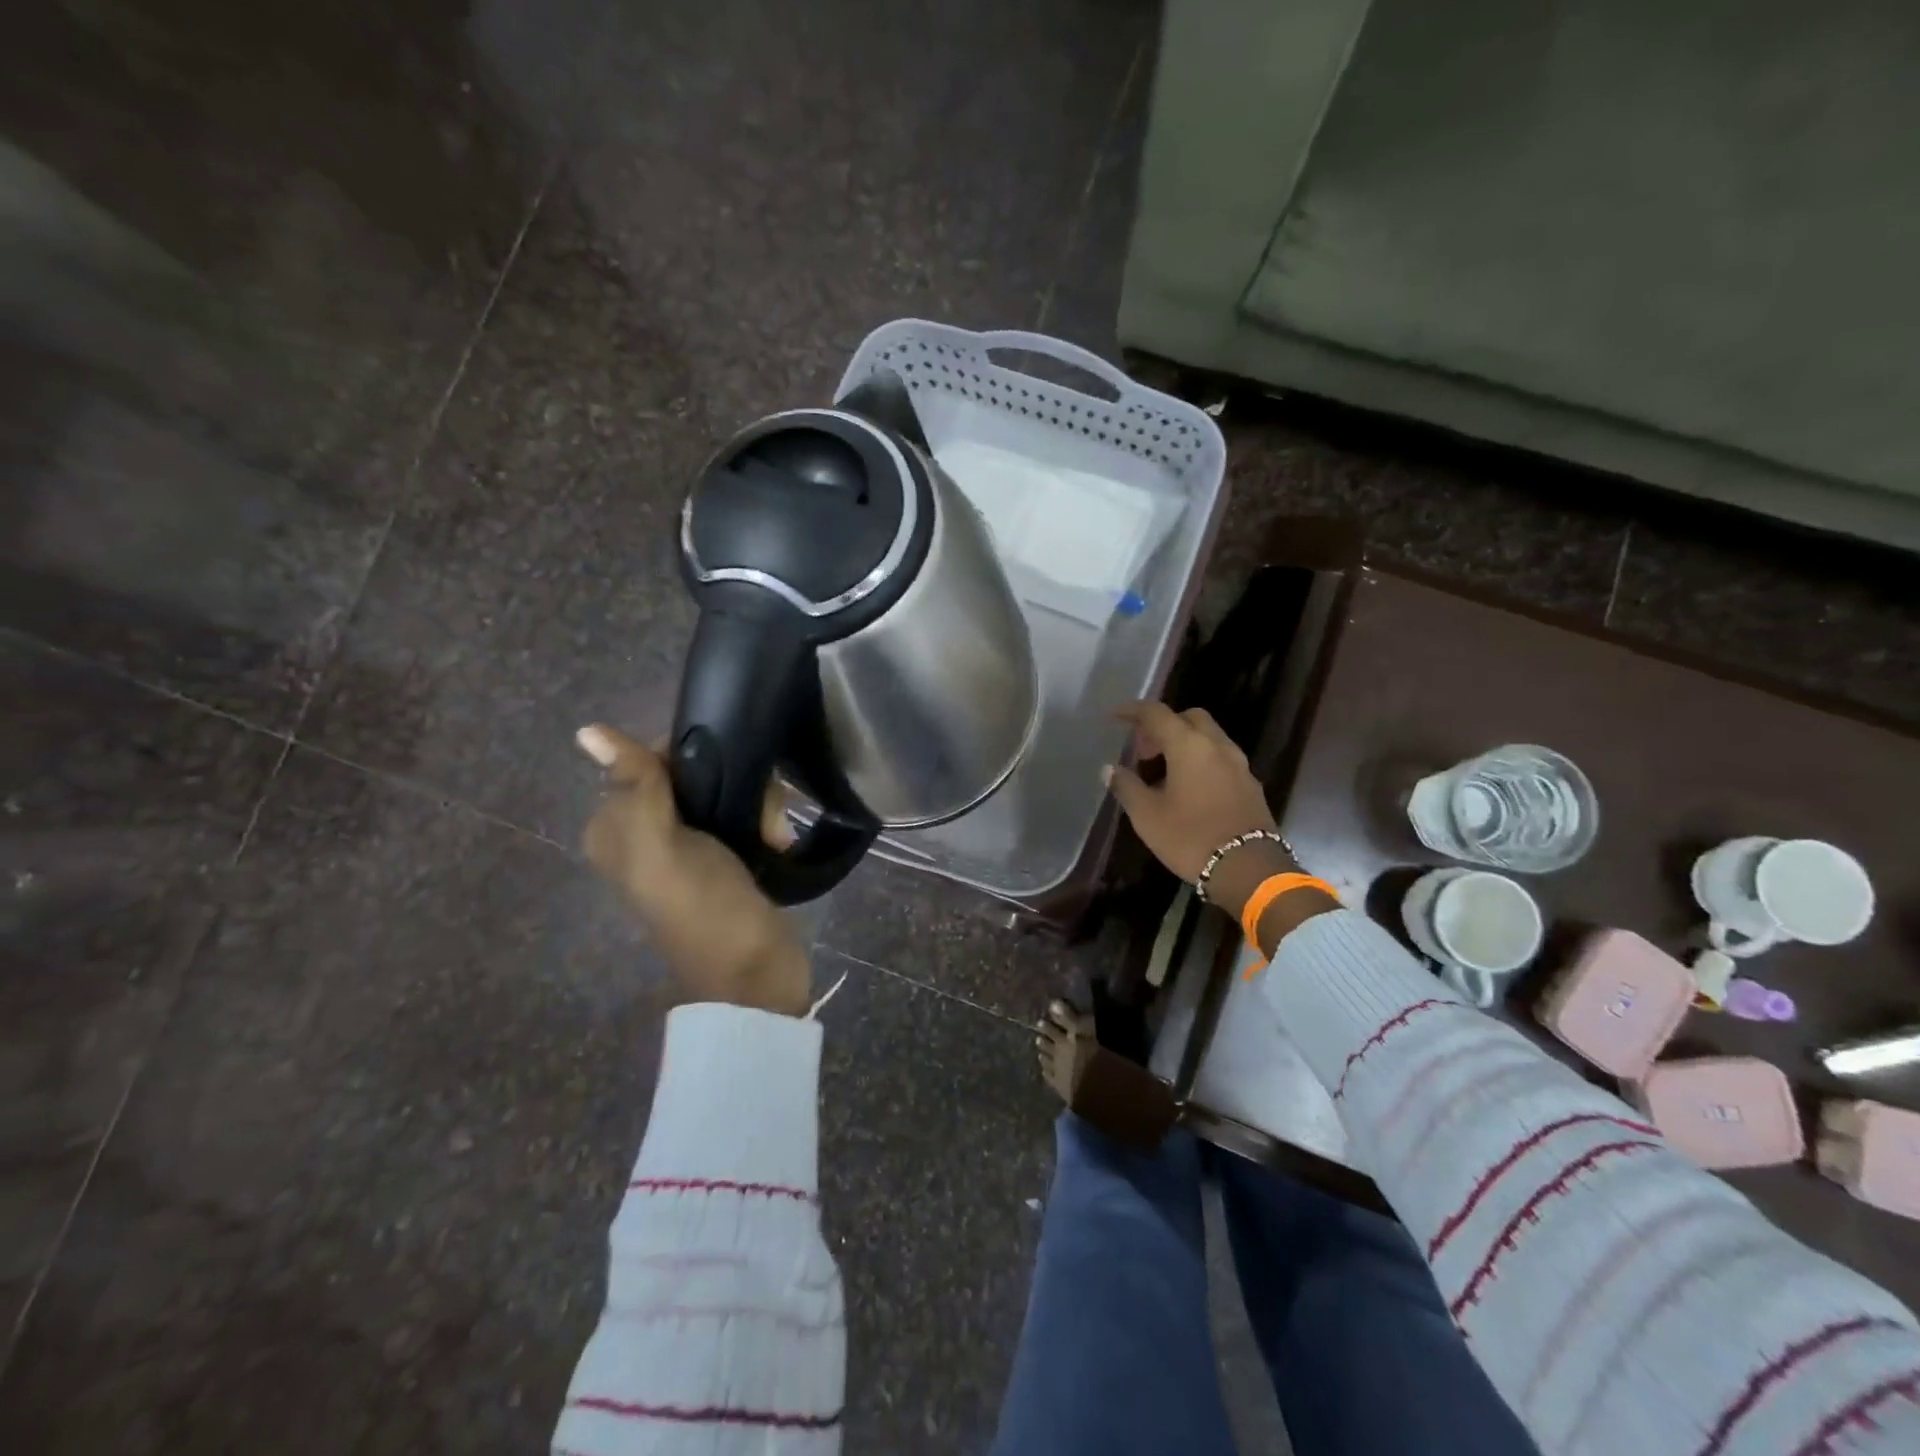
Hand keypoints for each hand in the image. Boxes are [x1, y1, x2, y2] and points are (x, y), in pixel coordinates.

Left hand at [577, 724, 809, 1016]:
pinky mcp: (728, 856)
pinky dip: (767, 822)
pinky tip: (778, 842)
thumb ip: (634, 786)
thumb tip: (587, 730)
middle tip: (760, 814)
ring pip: (728, 790)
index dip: (691, 754)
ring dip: (760, 806)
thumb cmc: (706, 910)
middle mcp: (647, 832)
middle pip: (694, 772)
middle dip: (733, 783)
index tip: (725, 770)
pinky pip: (747, 813)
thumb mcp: (661, 847)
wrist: (757, 973)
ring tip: (774, 836)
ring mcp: (690, 846)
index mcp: (616, 827)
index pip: (649, 758)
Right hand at [1105, 702, 1294, 916]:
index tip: (1115, 715)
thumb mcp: (1147, 815)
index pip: (1157, 713)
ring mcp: (1239, 765)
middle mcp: (1217, 746)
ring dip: (1184, 744)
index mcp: (1189, 745)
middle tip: (1144, 750)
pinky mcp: (1250, 785)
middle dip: (1164, 725)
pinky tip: (1188, 788)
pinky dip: (1201, 761)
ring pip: (1208, 738)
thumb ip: (1127, 786)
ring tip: (1162, 771)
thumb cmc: (1191, 837)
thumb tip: (1110, 769)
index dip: (1133, 711)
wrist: (1249, 869)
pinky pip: (1220, 759)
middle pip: (1189, 718)